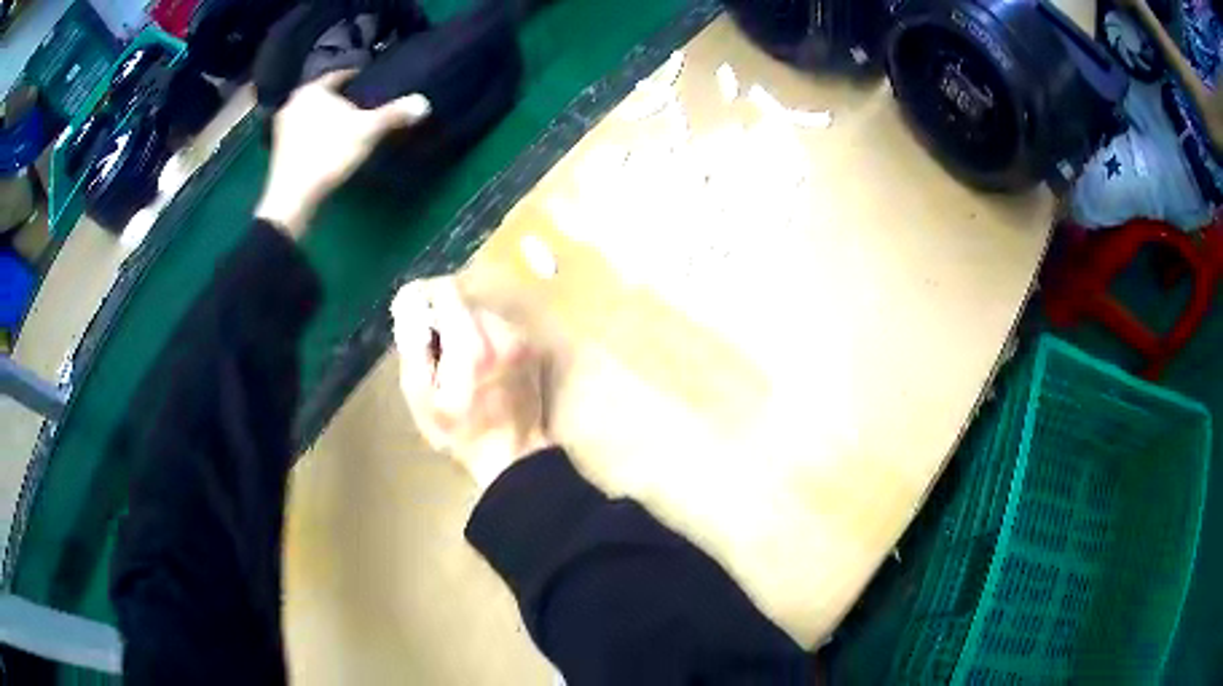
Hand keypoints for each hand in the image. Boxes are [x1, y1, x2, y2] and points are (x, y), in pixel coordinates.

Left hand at [255, 71, 430, 237]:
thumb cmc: (329, 153)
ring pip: (312, 114)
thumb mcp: (368, 131)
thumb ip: (395, 114)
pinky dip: (316, 135)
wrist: (293, 197)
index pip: (340, 75)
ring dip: (327, 118)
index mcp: (313, 89)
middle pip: (324, 95)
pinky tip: (329, 145)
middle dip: (341, 99)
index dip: (358, 78)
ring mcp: (281, 127)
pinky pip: (303, 133)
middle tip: (361, 105)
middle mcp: (293, 102)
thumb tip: (424, 103)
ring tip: (346, 126)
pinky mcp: (278, 150)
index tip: (371, 83)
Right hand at [392, 277, 551, 488]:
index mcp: (472, 343)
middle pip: (463, 302)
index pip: (446, 291)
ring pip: (481, 313)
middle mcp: (501, 332)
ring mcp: (521, 338)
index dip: (424, 298)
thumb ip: (413, 346)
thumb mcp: (421, 396)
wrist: (512, 455)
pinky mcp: (530, 347)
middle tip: (435, 353)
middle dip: (443, 319)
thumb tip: (408, 305)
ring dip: (464, 328)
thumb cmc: (459, 432)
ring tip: (458, 364)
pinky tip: (479, 367)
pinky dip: (484, 337)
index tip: (414, 317)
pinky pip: (499, 327)